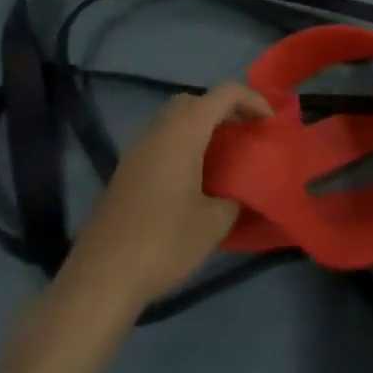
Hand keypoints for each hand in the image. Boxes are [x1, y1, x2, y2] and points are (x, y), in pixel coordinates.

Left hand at [59, 83, 272, 313]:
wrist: (101, 279)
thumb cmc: (164, 243)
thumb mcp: (215, 222)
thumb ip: (236, 196)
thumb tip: (242, 190)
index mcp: (184, 132)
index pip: (224, 93)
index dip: (253, 100)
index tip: (271, 124)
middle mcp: (158, 130)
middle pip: (195, 100)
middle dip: (225, 110)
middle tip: (246, 135)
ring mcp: (137, 150)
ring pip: (174, 119)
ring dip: (202, 127)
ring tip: (225, 156)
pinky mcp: (125, 171)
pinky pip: (161, 140)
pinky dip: (184, 145)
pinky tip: (196, 178)